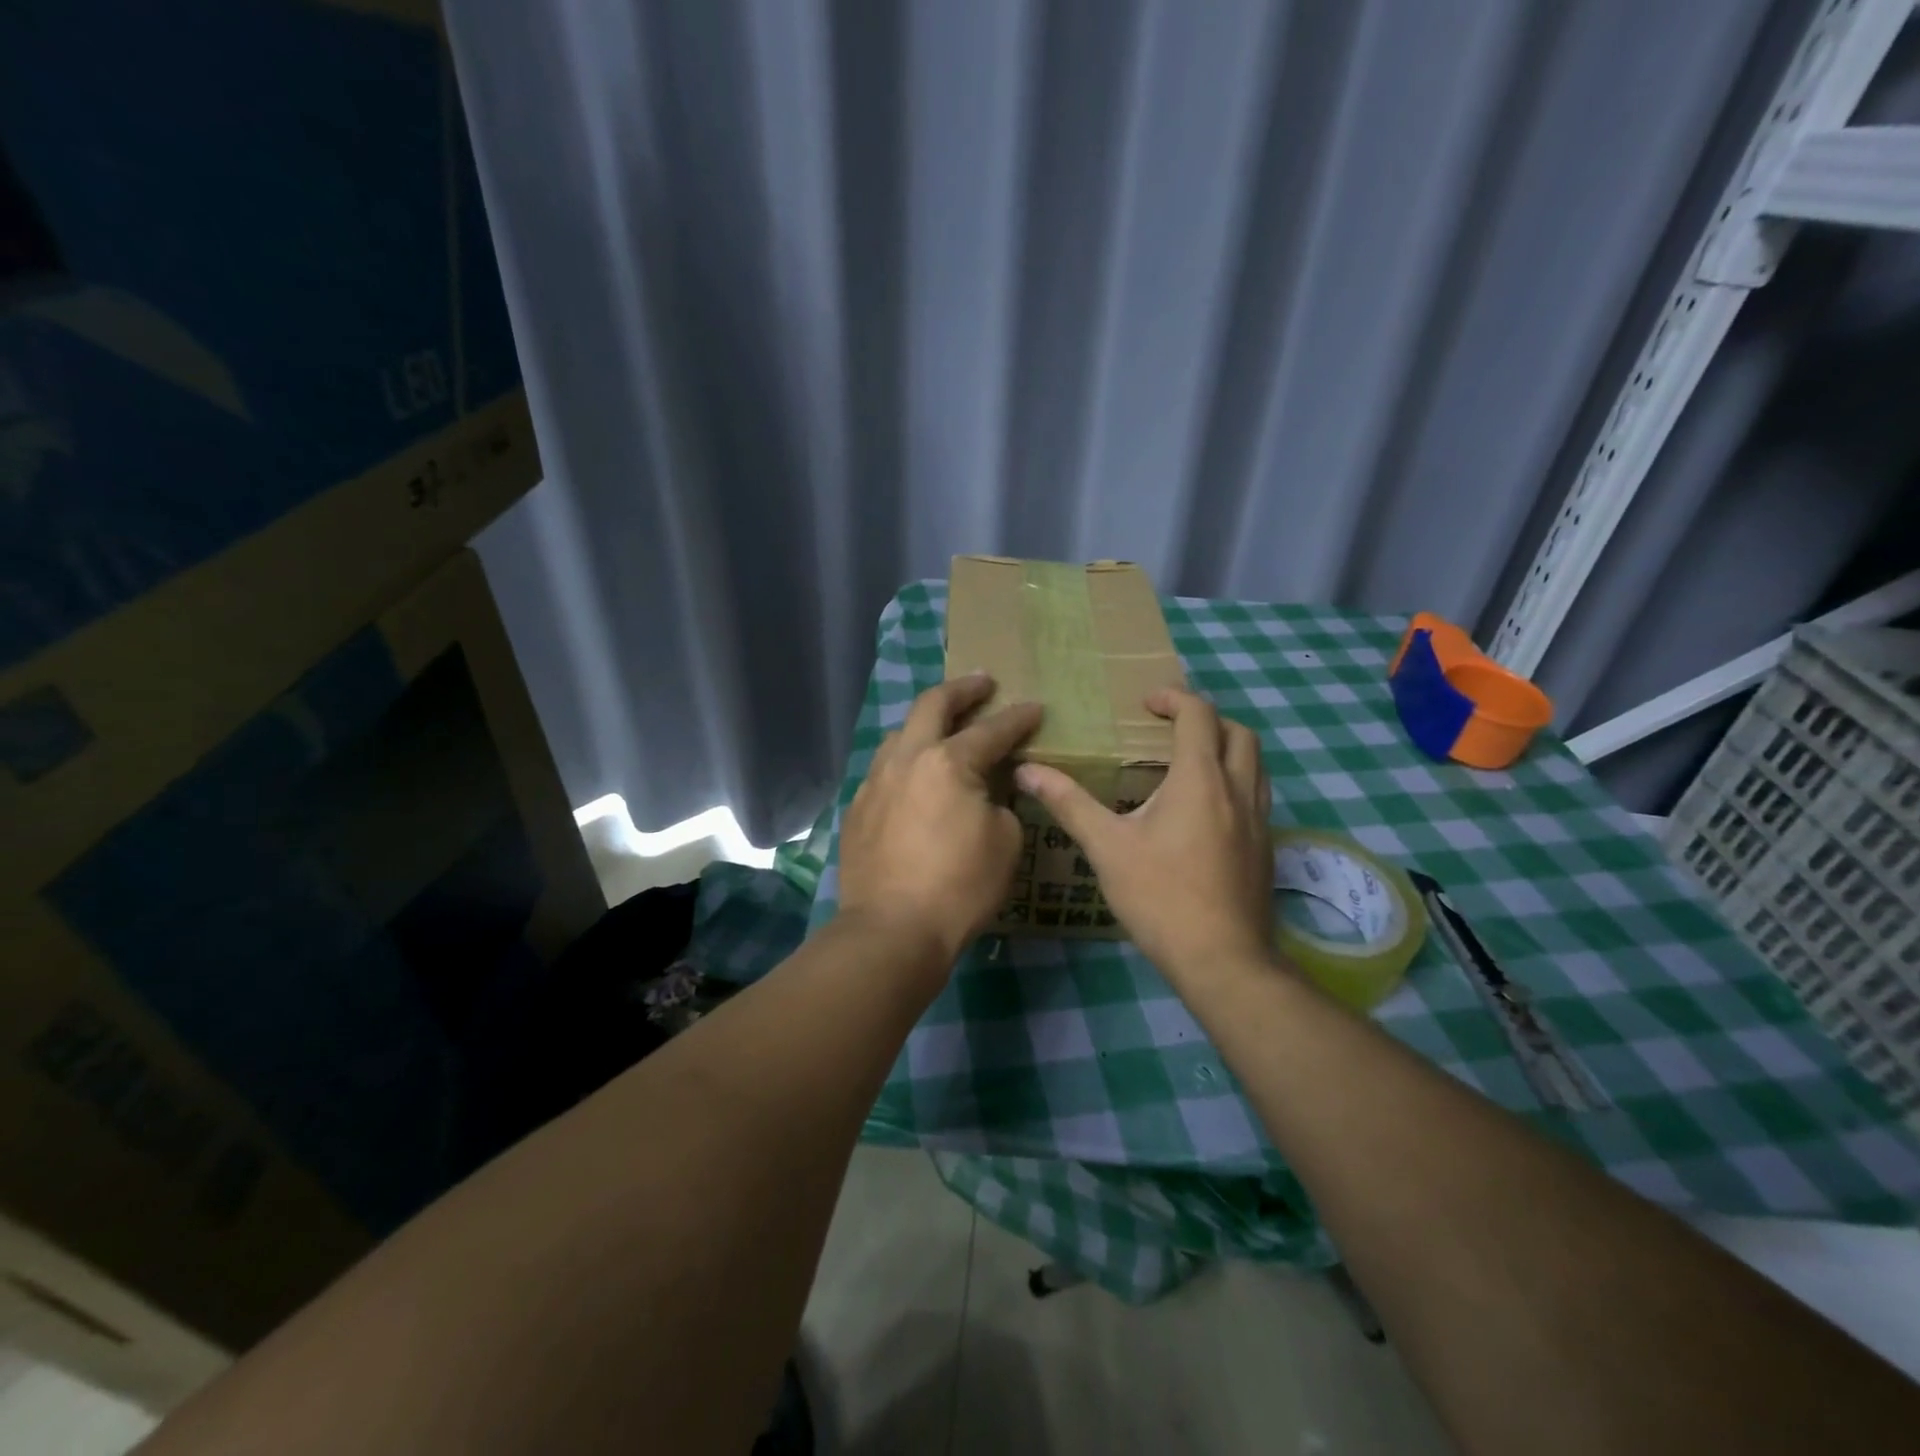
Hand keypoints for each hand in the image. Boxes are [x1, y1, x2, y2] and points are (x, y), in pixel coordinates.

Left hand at [837, 674, 1043, 968]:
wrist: (892, 930)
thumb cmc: (960, 886)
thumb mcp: (1005, 842)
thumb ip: (1001, 803)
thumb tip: (987, 794)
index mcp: (948, 762)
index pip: (992, 730)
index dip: (1018, 718)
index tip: (1034, 708)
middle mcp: (907, 759)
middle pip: (932, 705)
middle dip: (962, 690)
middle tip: (982, 682)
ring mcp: (875, 782)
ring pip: (900, 734)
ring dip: (925, 723)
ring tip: (942, 727)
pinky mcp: (858, 809)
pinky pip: (884, 770)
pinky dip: (906, 762)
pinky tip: (914, 777)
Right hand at [1015, 688, 1273, 984]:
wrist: (1222, 959)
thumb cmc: (1160, 897)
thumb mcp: (1107, 847)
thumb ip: (1069, 803)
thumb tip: (1027, 770)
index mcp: (1200, 779)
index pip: (1198, 715)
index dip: (1174, 698)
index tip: (1146, 703)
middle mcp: (1238, 790)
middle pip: (1238, 732)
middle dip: (1206, 719)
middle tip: (1170, 729)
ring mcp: (1260, 820)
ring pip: (1256, 764)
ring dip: (1227, 748)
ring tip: (1190, 763)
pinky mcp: (1267, 847)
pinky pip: (1259, 795)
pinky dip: (1237, 781)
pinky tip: (1208, 811)